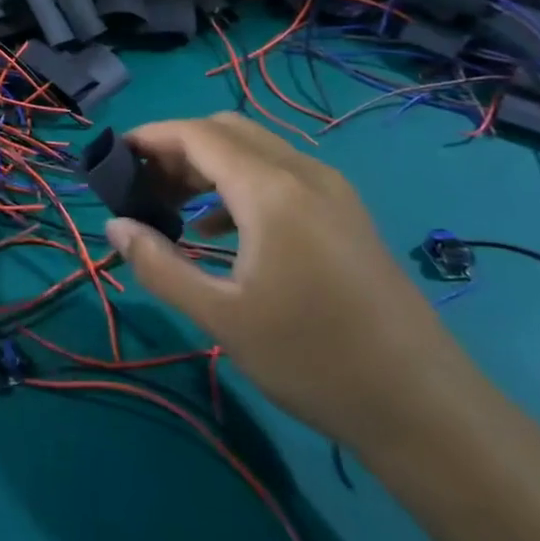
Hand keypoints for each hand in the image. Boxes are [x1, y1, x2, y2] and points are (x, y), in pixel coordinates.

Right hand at [104, 112, 471, 452]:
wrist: (426, 409)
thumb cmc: (313, 359)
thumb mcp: (221, 317)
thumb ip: (159, 266)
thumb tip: (114, 226)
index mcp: (272, 190)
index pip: (197, 135)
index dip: (150, 137)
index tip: (113, 159)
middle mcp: (304, 174)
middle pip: (226, 131)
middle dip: (177, 148)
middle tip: (142, 187)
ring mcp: (332, 192)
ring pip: (255, 151)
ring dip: (208, 165)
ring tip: (171, 207)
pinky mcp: (346, 214)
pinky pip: (280, 175)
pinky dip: (239, 184)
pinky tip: (219, 231)